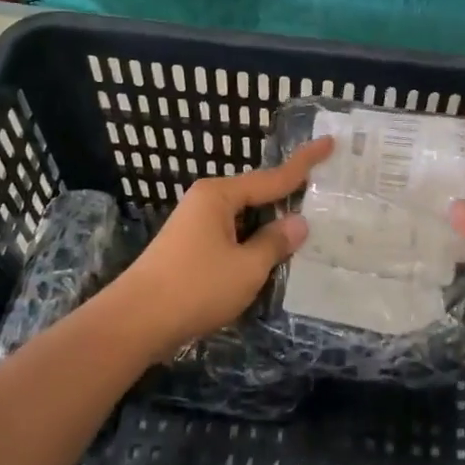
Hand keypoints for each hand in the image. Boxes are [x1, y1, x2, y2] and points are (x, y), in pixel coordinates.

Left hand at [103, 137, 334, 354]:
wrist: (134, 322)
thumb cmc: (195, 288)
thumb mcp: (247, 267)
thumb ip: (275, 243)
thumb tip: (298, 223)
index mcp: (220, 196)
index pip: (273, 177)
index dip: (304, 163)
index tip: (329, 142)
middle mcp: (206, 202)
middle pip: (257, 195)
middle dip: (287, 198)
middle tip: (324, 196)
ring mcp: (195, 226)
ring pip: (244, 219)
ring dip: (269, 227)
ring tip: (304, 232)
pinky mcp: (189, 250)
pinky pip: (231, 237)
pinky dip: (252, 244)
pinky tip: (269, 258)